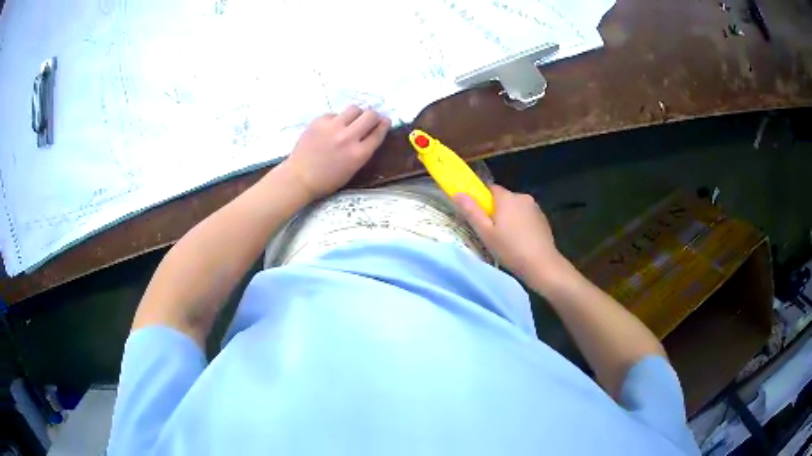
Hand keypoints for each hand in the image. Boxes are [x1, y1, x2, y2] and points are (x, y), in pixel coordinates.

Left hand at [283, 106, 390, 200]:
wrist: (299, 177)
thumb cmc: (327, 179)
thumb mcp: (353, 169)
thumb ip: (364, 151)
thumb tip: (371, 133)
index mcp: (359, 154)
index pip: (379, 132)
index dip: (384, 124)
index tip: (385, 120)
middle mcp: (348, 138)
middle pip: (370, 115)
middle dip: (373, 116)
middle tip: (370, 119)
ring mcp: (333, 127)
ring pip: (354, 109)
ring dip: (356, 114)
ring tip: (350, 121)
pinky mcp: (320, 121)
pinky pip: (335, 114)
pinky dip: (336, 119)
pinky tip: (330, 129)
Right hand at [454, 185, 568, 288]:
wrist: (542, 265)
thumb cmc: (510, 249)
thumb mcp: (485, 233)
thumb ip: (471, 211)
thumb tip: (458, 193)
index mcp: (507, 198)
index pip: (490, 188)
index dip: (483, 200)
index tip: (479, 216)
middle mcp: (522, 197)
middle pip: (504, 199)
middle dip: (497, 211)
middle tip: (491, 232)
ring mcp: (535, 208)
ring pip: (516, 208)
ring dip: (510, 218)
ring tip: (507, 240)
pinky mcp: (543, 219)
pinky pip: (527, 216)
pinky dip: (522, 224)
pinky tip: (520, 241)